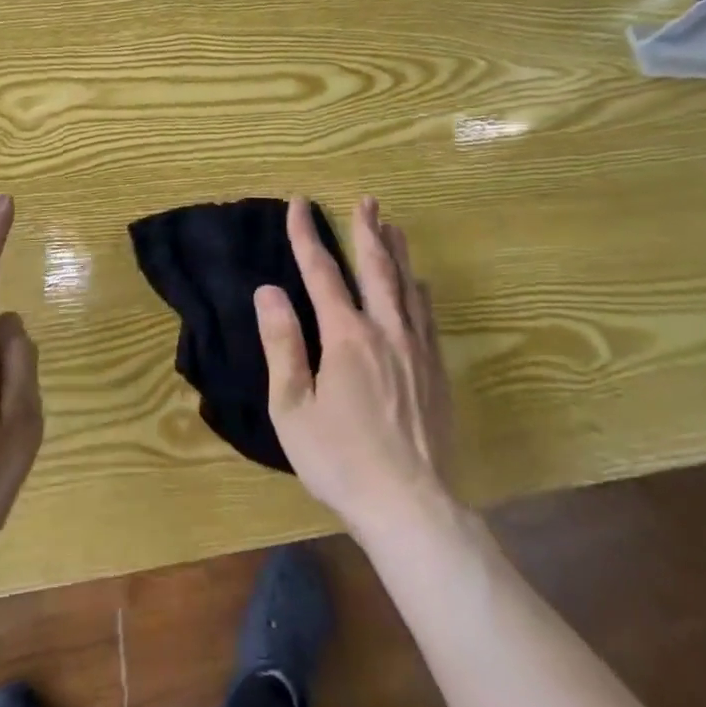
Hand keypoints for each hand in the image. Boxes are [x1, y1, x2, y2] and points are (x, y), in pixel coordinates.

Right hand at [256, 196, 451, 536]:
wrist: (412, 506)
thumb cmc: (341, 460)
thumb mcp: (293, 407)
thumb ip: (282, 344)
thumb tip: (268, 291)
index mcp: (346, 337)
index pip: (322, 273)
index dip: (307, 236)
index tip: (299, 204)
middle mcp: (386, 331)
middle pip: (376, 268)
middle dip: (367, 230)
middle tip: (366, 200)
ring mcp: (416, 350)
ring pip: (407, 287)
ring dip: (397, 253)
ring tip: (392, 226)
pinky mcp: (437, 372)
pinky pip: (427, 317)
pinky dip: (419, 291)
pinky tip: (420, 284)